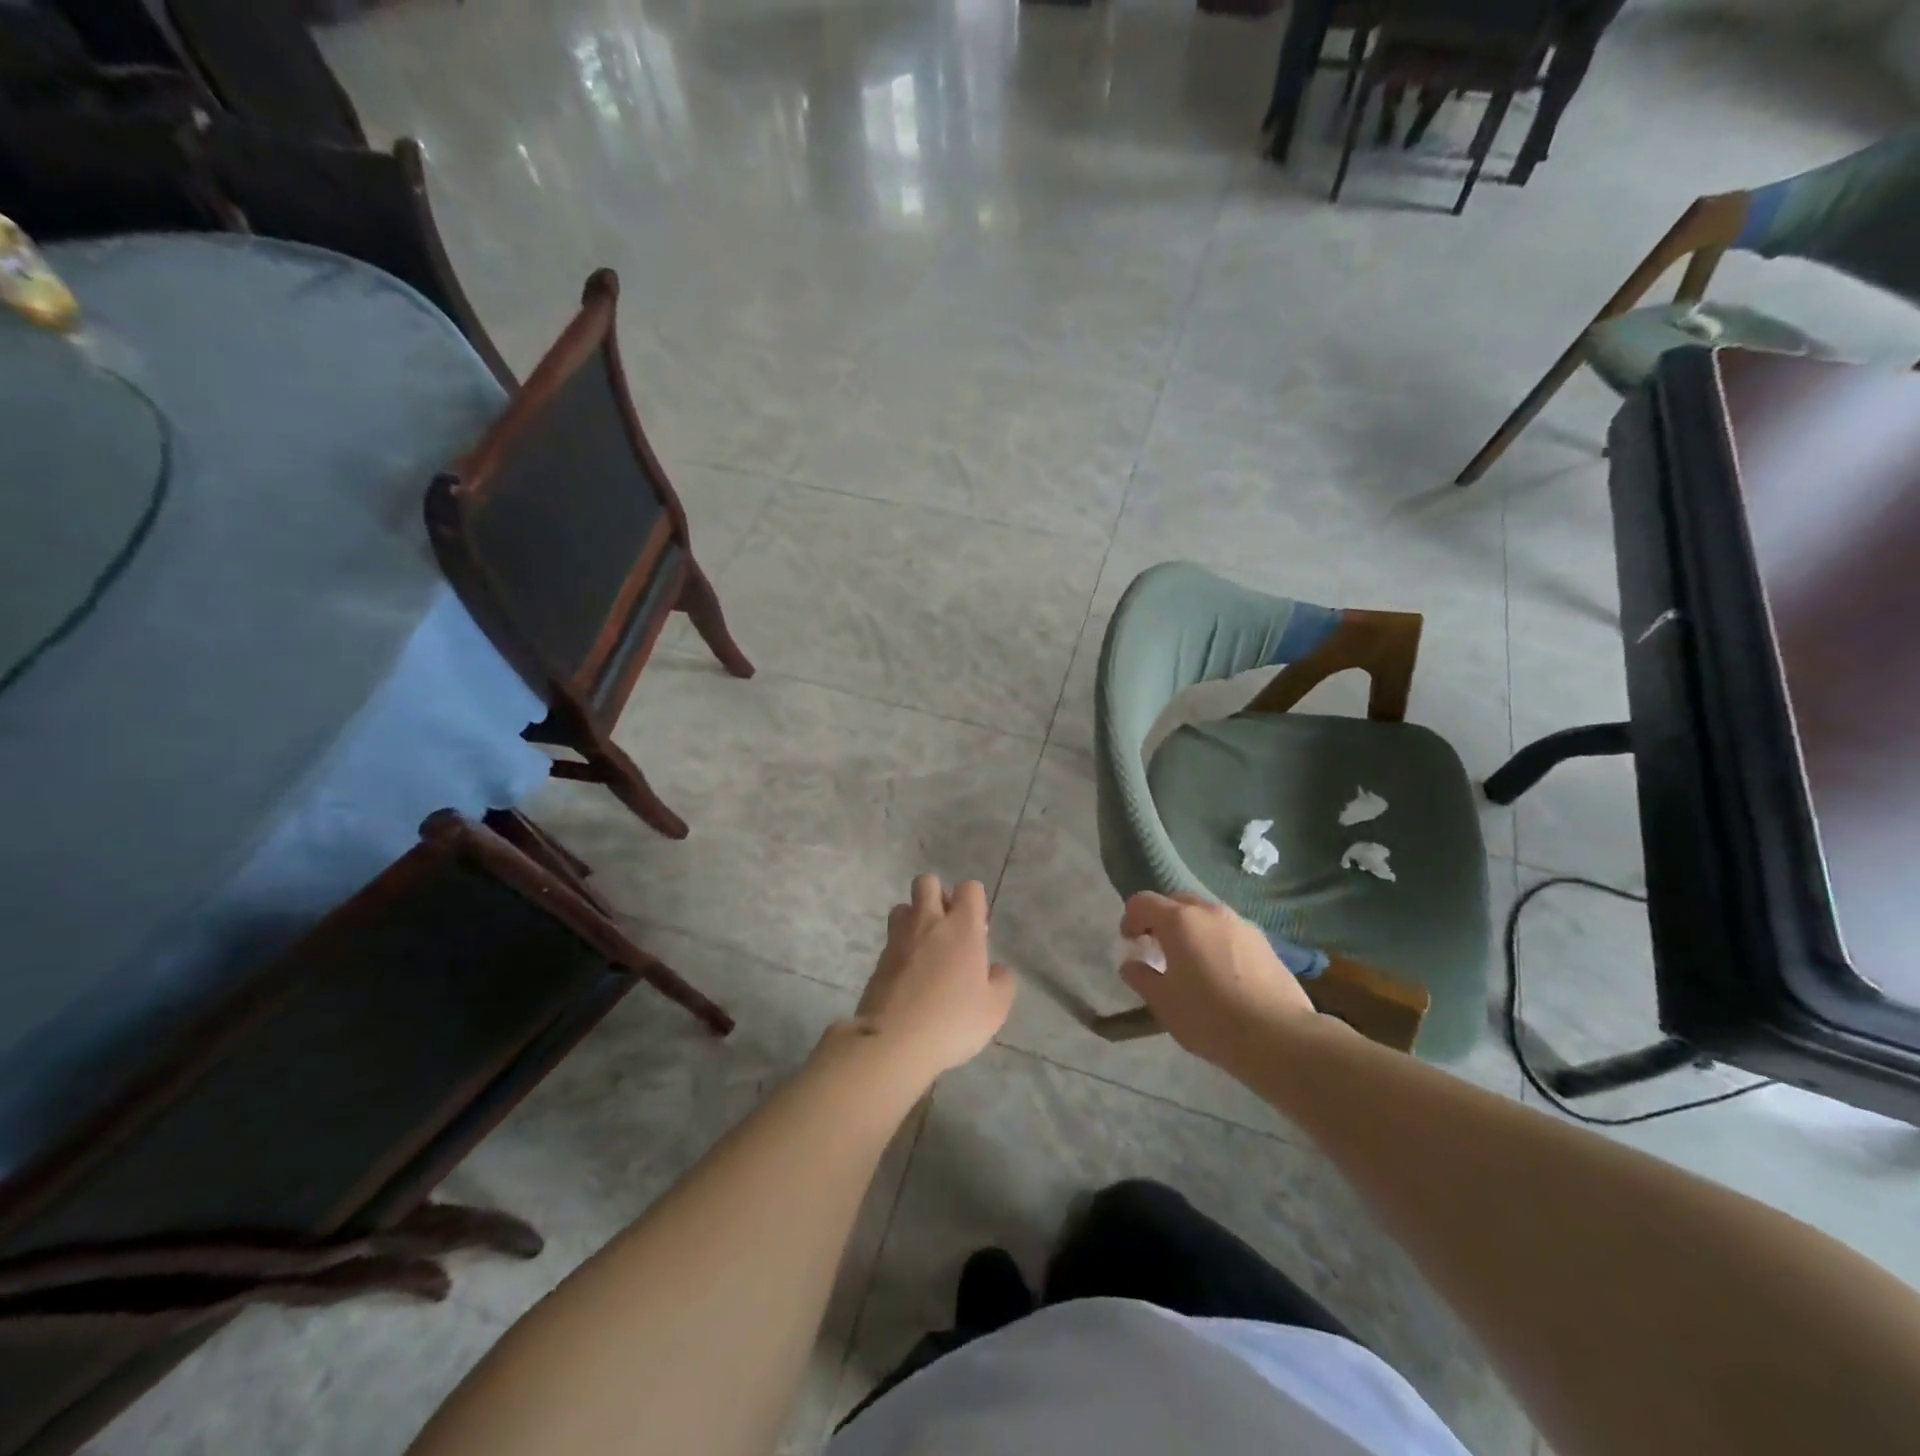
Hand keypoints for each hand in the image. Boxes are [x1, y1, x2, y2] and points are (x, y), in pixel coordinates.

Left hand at [850, 875, 1015, 1083]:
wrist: (893, 1041)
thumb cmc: (952, 1021)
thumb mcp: (994, 1009)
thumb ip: (1002, 982)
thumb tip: (995, 970)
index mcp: (962, 927)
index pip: (969, 888)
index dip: (975, 901)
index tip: (978, 929)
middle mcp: (928, 922)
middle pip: (927, 882)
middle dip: (938, 895)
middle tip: (949, 928)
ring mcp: (898, 938)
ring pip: (903, 906)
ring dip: (915, 918)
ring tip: (926, 948)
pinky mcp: (879, 959)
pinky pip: (892, 939)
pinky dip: (901, 947)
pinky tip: (910, 975)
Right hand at [1118, 891, 1316, 1075]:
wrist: (1278, 1036)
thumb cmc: (1209, 1017)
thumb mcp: (1163, 1002)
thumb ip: (1141, 977)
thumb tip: (1131, 964)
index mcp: (1179, 920)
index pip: (1143, 902)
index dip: (1130, 919)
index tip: (1130, 942)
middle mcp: (1209, 912)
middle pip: (1176, 901)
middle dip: (1161, 919)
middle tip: (1157, 948)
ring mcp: (1241, 924)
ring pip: (1206, 915)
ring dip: (1191, 929)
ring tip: (1190, 962)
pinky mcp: (1264, 942)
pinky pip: (1228, 931)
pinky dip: (1215, 941)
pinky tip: (1220, 973)